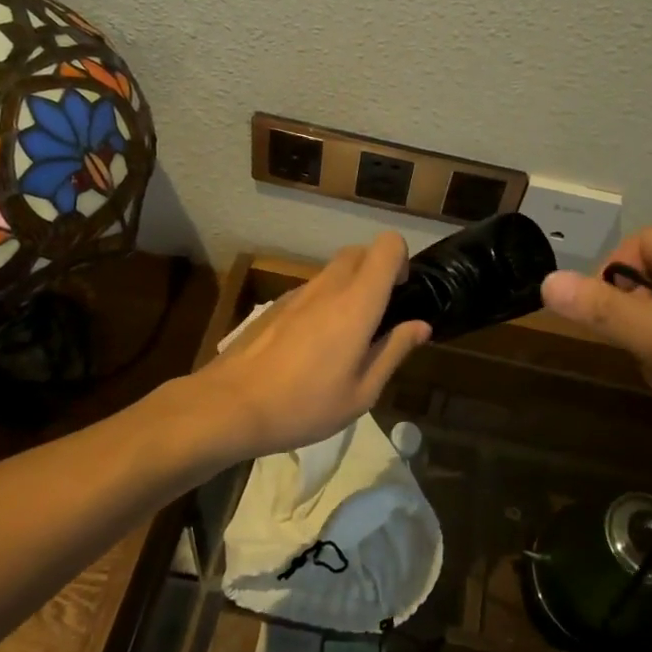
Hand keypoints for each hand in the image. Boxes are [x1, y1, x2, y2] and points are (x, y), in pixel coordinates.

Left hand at [196, 233, 432, 461]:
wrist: (231, 405)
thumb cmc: (305, 404)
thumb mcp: (362, 392)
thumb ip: (394, 351)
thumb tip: (420, 326)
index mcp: (357, 302)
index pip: (387, 245)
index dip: (400, 260)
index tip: (400, 294)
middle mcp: (329, 286)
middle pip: (360, 252)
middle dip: (376, 271)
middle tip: (378, 315)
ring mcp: (298, 293)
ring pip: (333, 271)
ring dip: (349, 288)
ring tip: (344, 337)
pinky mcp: (275, 305)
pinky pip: (311, 290)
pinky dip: (323, 303)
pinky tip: (311, 347)